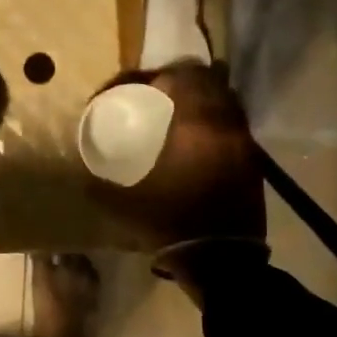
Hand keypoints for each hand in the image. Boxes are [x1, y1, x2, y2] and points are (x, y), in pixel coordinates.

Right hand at [88, 62, 265, 254]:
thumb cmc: (172, 225)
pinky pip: (232, 121)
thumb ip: (100, 183)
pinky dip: (214, 118)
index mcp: (196, 126)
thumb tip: (84, 173)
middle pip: (207, 78)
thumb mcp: (125, 204)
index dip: (149, 75)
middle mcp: (225, 124)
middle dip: (177, 78)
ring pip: (225, 98)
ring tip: (174, 110)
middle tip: (152, 93)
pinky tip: (194, 137)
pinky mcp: (252, 159)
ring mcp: (243, 141)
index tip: (126, 90)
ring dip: (200, 96)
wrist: (221, 261)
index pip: (179, 75)